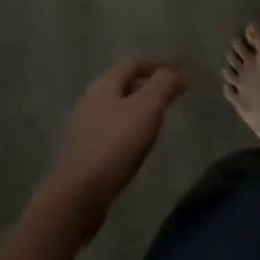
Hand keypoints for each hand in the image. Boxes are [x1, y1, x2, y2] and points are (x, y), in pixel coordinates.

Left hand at [37, 59, 189, 242]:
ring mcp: (83, 128)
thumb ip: (164, 84)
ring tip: (157, 123)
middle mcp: (90, 100)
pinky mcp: (82, 154)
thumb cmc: (115, 144)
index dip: (159, 65)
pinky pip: (110, 132)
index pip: (134, 63)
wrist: (78, 197)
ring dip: (137, 110)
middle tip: (170, 97)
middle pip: (123, 85)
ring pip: (116, 109)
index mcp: (104, 84)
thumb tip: (181, 72)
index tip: (181, 73)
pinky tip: (136, 148)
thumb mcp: (147, 107)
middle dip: (148, 87)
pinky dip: (127, 131)